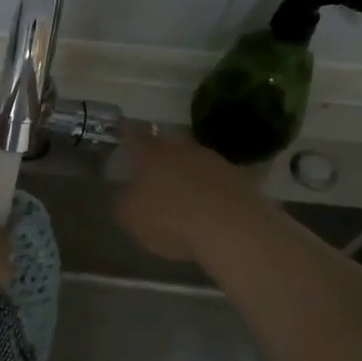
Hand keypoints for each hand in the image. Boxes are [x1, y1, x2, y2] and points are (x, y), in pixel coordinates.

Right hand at [116, 124, 257, 262]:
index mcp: (151, 154)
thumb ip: (124, 200)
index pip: (134, 137)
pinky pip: (215, 181)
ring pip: (192, 161)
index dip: (126, 134)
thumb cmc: (170, 219)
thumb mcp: (130, 217)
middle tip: (151, 171)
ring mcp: (214, 161)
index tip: (122, 131)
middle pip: (166, 146)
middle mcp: (182, 149)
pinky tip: (206, 209)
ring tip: (180, 195)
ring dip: (186, 173)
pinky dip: (208, 191)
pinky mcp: (239, 180)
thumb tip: (128, 193)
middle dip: (158, 156)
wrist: (232, 230)